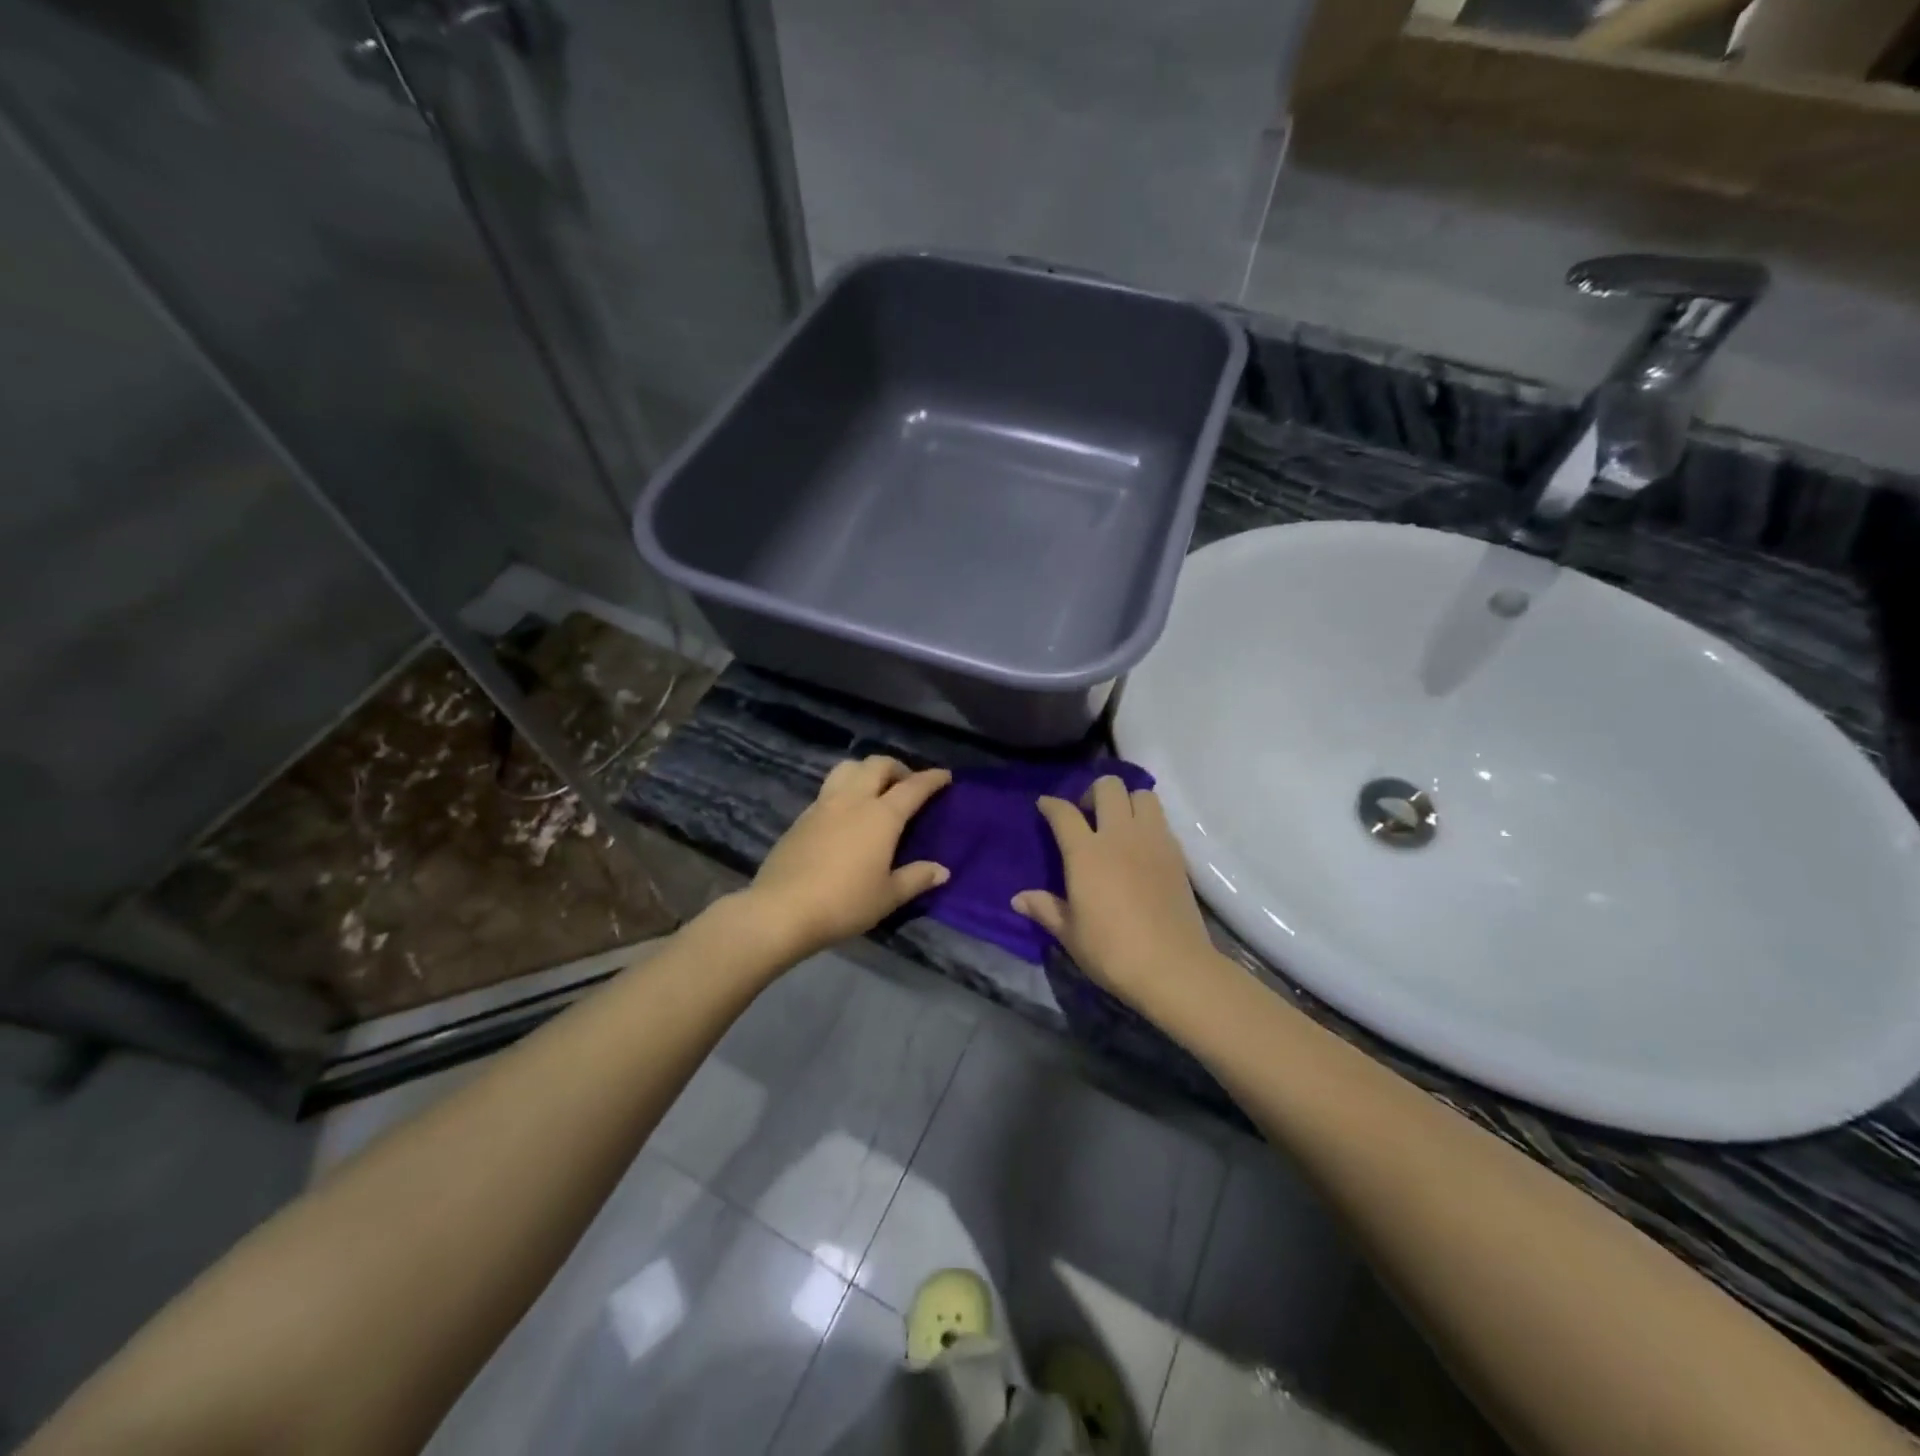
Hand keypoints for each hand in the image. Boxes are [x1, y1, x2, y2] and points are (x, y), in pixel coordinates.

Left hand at [740, 756, 952, 960]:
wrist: (782, 910)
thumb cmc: (844, 903)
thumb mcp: (888, 896)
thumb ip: (916, 878)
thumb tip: (942, 870)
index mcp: (881, 815)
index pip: (913, 787)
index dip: (932, 778)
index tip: (945, 776)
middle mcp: (853, 801)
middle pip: (877, 765)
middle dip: (898, 768)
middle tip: (907, 785)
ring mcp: (823, 805)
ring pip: (847, 768)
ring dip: (867, 771)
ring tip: (874, 790)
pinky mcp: (801, 818)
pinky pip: (829, 789)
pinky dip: (845, 790)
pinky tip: (846, 815)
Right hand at [1012, 776, 1217, 1014]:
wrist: (1173, 967)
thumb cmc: (1112, 951)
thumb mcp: (1070, 934)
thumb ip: (1045, 909)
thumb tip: (1018, 899)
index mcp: (1086, 853)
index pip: (1064, 813)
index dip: (1051, 804)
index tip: (1045, 805)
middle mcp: (1119, 836)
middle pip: (1108, 787)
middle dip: (1092, 793)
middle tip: (1087, 815)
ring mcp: (1152, 841)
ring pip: (1142, 795)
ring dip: (1126, 800)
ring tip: (1118, 824)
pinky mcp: (1176, 853)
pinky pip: (1160, 820)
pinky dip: (1147, 821)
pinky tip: (1140, 846)